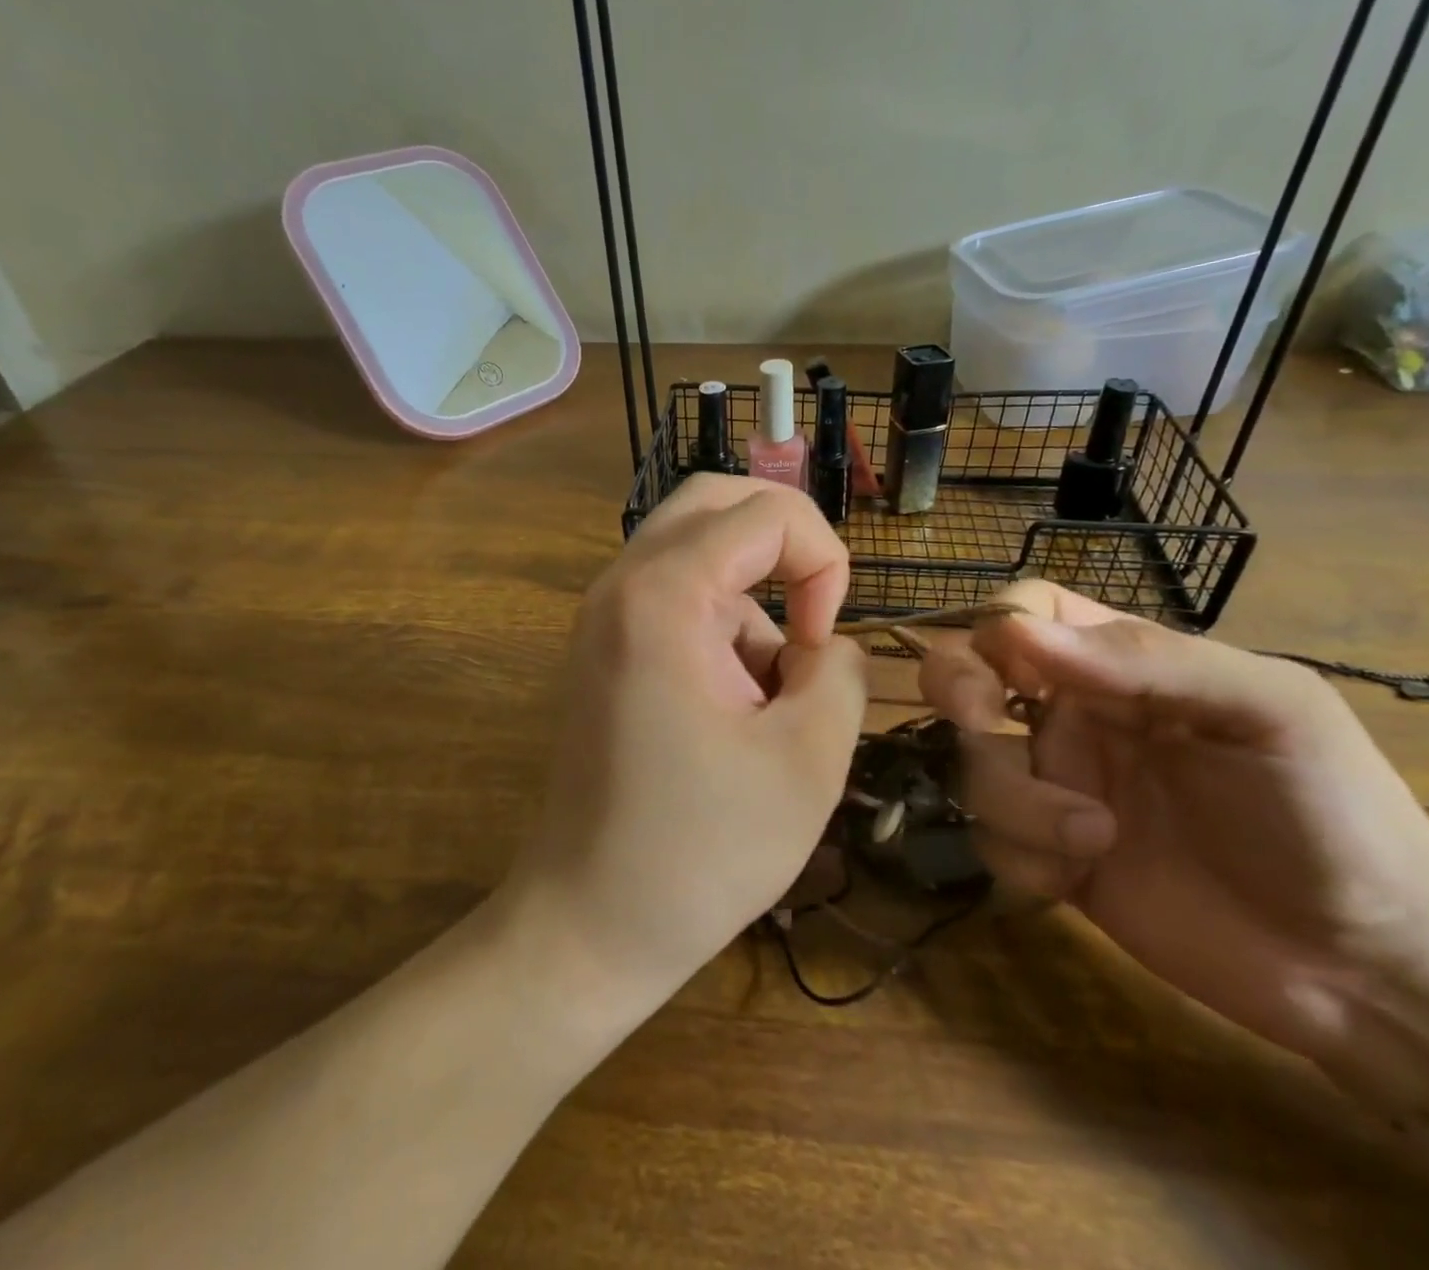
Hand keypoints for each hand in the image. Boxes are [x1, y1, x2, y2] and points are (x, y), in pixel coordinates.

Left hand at [504, 474, 867, 1014]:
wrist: (588, 925)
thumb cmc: (700, 851)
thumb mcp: (809, 760)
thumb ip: (840, 670)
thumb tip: (825, 641)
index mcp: (663, 596)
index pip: (765, 512)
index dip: (822, 562)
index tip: (821, 644)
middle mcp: (620, 584)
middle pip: (716, 503)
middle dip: (785, 546)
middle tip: (813, 618)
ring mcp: (603, 615)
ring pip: (701, 554)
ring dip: (753, 604)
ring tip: (763, 707)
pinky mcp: (603, 648)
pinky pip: (677, 598)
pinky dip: (721, 629)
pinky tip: (728, 714)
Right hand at [920, 581, 1428, 1105]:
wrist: (1372, 972)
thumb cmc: (1333, 813)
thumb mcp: (1269, 710)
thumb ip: (1149, 658)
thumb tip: (1017, 633)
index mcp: (1121, 666)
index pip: (1025, 612)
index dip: (999, 626)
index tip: (1015, 670)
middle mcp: (1073, 715)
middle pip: (967, 672)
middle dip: (957, 690)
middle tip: (984, 727)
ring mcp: (1057, 787)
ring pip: (971, 762)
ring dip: (1013, 799)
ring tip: (1095, 838)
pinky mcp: (1048, 857)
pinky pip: (989, 839)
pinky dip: (1020, 856)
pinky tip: (1078, 878)